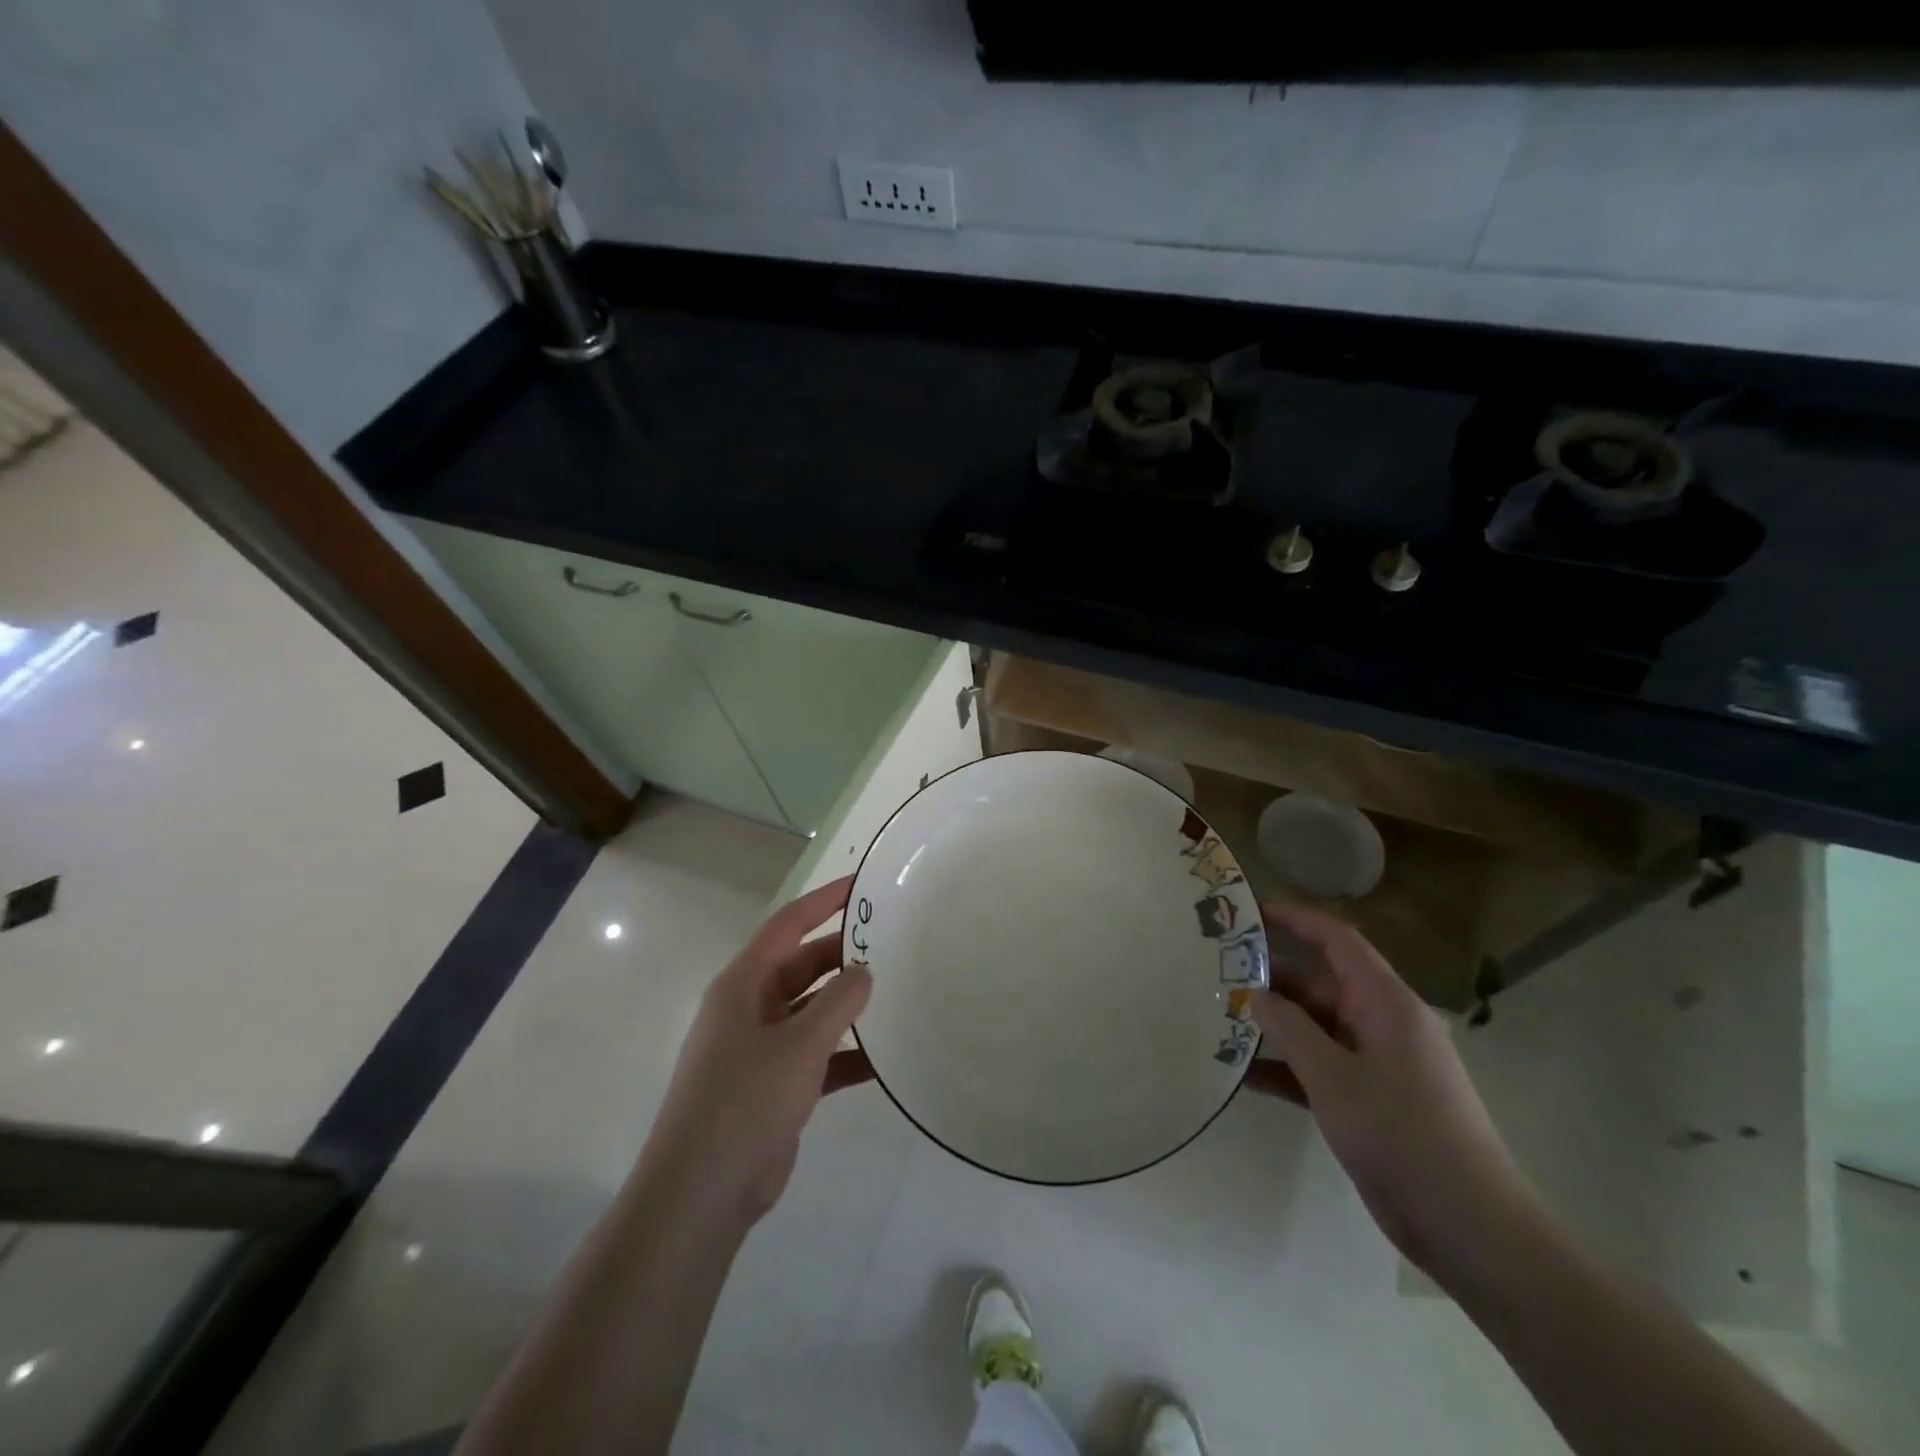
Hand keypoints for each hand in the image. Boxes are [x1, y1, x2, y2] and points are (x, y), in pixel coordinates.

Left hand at [640, 877, 871, 1230]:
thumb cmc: (745, 1102)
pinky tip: (883, 1061)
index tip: (861, 886)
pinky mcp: (774, 1086)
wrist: (702, 1193)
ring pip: (812, 1012)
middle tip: (892, 945)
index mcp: (743, 985)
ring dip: (847, 1007)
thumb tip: (865, 970)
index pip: (787, 926)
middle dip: (843, 956)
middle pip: (802, 967)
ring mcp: (760, 1049)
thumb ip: (838, 1002)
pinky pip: (817, 1057)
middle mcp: (749, 1009)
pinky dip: (846, 1056)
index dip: (823, 902)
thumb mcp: (799, 1044)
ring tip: (896, 995)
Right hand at [1250, 905, 1540, 1281]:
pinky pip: (1319, 1069)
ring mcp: (1376, 1064)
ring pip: (1315, 1029)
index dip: (1296, 920)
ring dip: (1272, 1029)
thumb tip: (1256, 994)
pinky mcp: (1369, 1101)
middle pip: (1319, 986)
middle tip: (1214, 980)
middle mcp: (1381, 1024)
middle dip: (1270, 983)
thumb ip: (1290, 1028)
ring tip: (1217, 1025)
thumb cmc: (1402, 1135)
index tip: (1249, 915)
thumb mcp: (1333, 1076)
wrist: (1469, 1228)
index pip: (1337, 941)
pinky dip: (1286, 1070)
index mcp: (1385, 1003)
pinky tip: (1240, 1076)